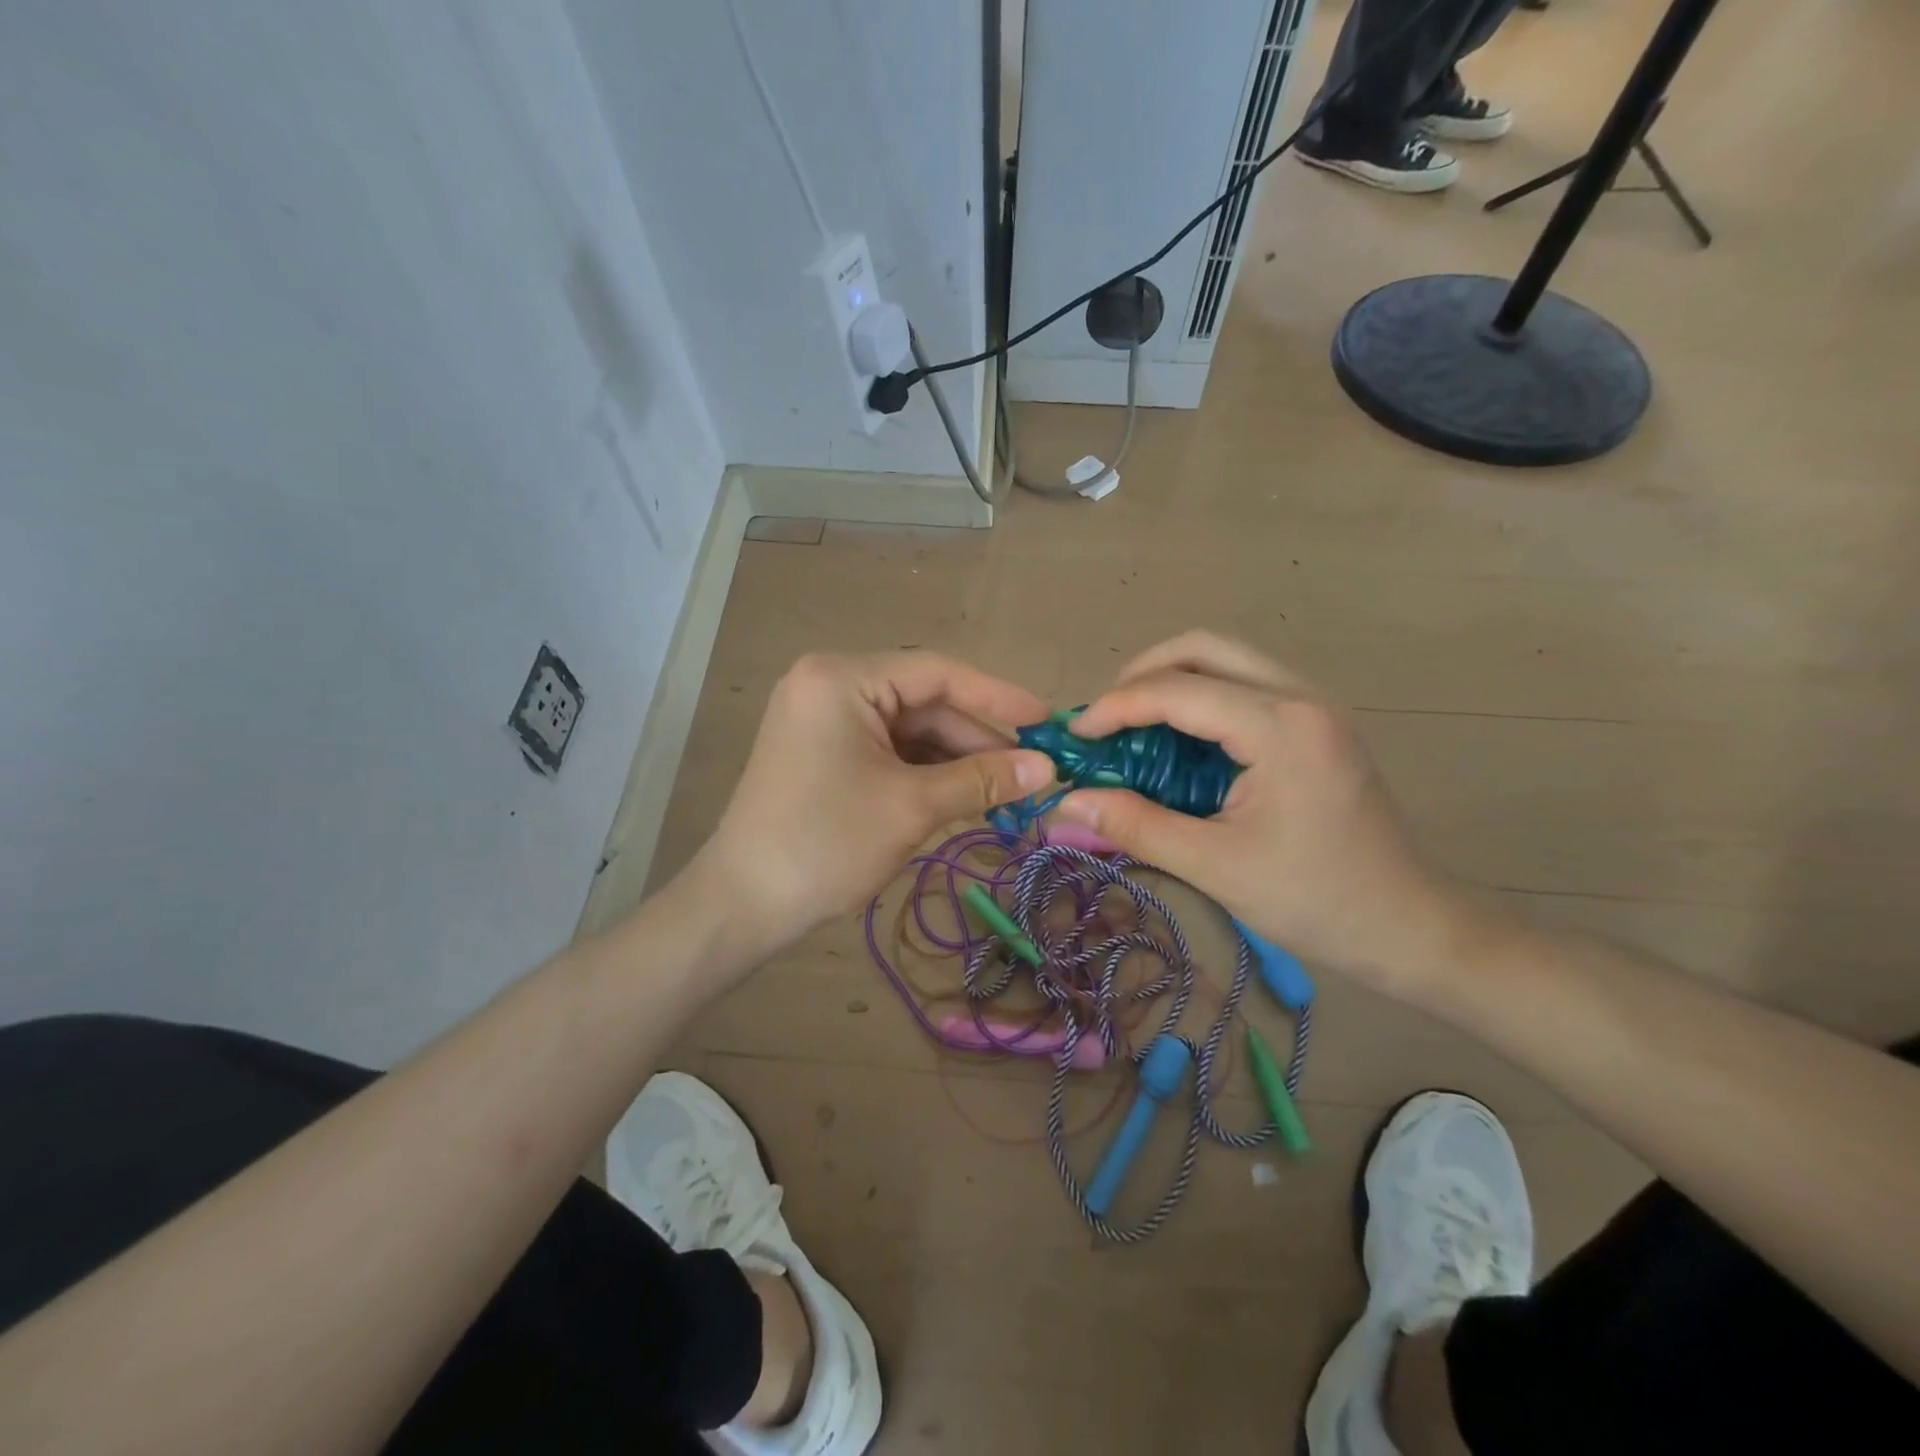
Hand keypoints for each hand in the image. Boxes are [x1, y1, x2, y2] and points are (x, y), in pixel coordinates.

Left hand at [686, 651, 1053, 961]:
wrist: (743, 905)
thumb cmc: (826, 844)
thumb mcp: (912, 807)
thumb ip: (983, 780)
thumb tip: (1047, 769)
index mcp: (843, 678)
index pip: (937, 672)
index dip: (997, 697)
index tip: (1047, 722)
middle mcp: (831, 686)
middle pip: (925, 702)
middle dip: (978, 739)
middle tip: (1034, 770)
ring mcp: (825, 719)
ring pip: (911, 730)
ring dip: (957, 760)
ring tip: (1009, 790)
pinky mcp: (825, 752)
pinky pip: (890, 751)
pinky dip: (927, 773)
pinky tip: (967, 795)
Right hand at [1055, 632, 1468, 990]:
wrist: (1409, 926)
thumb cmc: (1315, 901)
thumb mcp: (1215, 866)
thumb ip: (1136, 825)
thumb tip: (1065, 803)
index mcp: (1281, 727)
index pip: (1178, 690)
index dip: (1116, 707)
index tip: (1076, 738)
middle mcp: (1301, 697)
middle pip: (1204, 648)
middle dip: (1142, 674)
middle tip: (1106, 720)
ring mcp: (1314, 706)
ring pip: (1227, 659)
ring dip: (1171, 681)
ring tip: (1133, 727)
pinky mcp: (1316, 723)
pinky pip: (1245, 685)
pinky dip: (1200, 699)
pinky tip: (1179, 742)